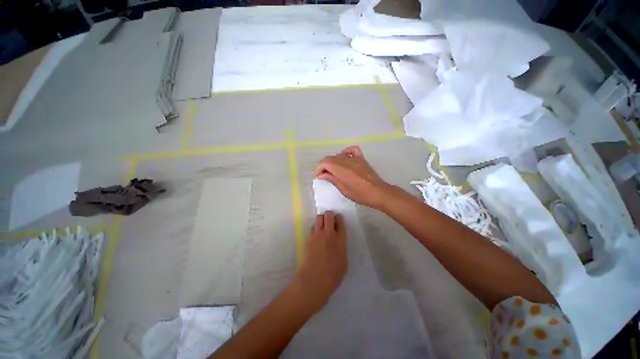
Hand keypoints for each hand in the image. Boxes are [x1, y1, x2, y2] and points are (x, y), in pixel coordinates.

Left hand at [293, 211, 346, 312]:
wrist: (314, 280)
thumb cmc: (333, 275)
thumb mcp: (344, 261)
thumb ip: (342, 247)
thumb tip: (338, 240)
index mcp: (340, 239)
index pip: (340, 221)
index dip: (339, 218)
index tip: (339, 219)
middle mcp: (329, 233)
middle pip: (328, 215)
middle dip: (330, 215)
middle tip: (331, 220)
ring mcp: (317, 235)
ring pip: (319, 218)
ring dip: (322, 219)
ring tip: (323, 226)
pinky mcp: (308, 238)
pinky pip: (312, 227)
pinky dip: (315, 228)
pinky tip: (316, 235)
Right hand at [314, 146, 391, 208]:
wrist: (377, 192)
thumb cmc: (359, 194)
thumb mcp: (343, 189)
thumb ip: (332, 179)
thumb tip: (321, 175)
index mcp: (341, 169)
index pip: (324, 162)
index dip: (319, 168)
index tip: (319, 177)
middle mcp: (346, 160)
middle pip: (330, 158)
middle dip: (324, 166)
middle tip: (325, 175)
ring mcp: (355, 158)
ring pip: (339, 155)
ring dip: (333, 162)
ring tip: (334, 170)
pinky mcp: (361, 158)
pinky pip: (352, 150)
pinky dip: (346, 153)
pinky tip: (345, 159)